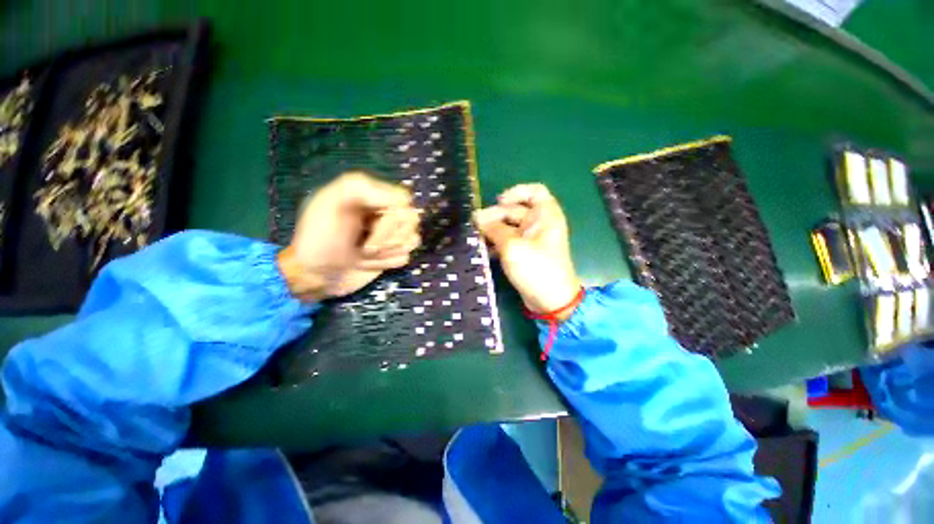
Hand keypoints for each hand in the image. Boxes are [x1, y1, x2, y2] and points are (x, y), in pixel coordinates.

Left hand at [277, 171, 420, 301]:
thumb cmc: (318, 239)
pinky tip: (369, 263)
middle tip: (365, 246)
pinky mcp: (392, 254)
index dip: (392, 218)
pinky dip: (388, 263)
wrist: (315, 276)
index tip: (368, 227)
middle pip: (412, 220)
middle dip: (388, 238)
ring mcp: (391, 235)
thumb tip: (397, 200)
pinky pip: (406, 256)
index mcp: (371, 195)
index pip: (403, 200)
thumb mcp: (328, 203)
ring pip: (412, 239)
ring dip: (387, 252)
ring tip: (363, 254)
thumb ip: (358, 188)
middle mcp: (385, 213)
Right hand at [474, 184, 580, 319]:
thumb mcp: (512, 246)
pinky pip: (508, 241)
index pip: (534, 191)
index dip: (516, 192)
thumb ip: (494, 229)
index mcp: (545, 215)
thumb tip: (477, 218)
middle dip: (495, 216)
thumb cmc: (536, 268)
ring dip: (492, 230)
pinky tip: (483, 249)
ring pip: (509, 227)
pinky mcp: (524, 253)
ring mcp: (531, 239)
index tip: (498, 201)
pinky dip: (496, 243)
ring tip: (475, 237)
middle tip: (474, 225)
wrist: (550, 301)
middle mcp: (540, 223)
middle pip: (515, 210)